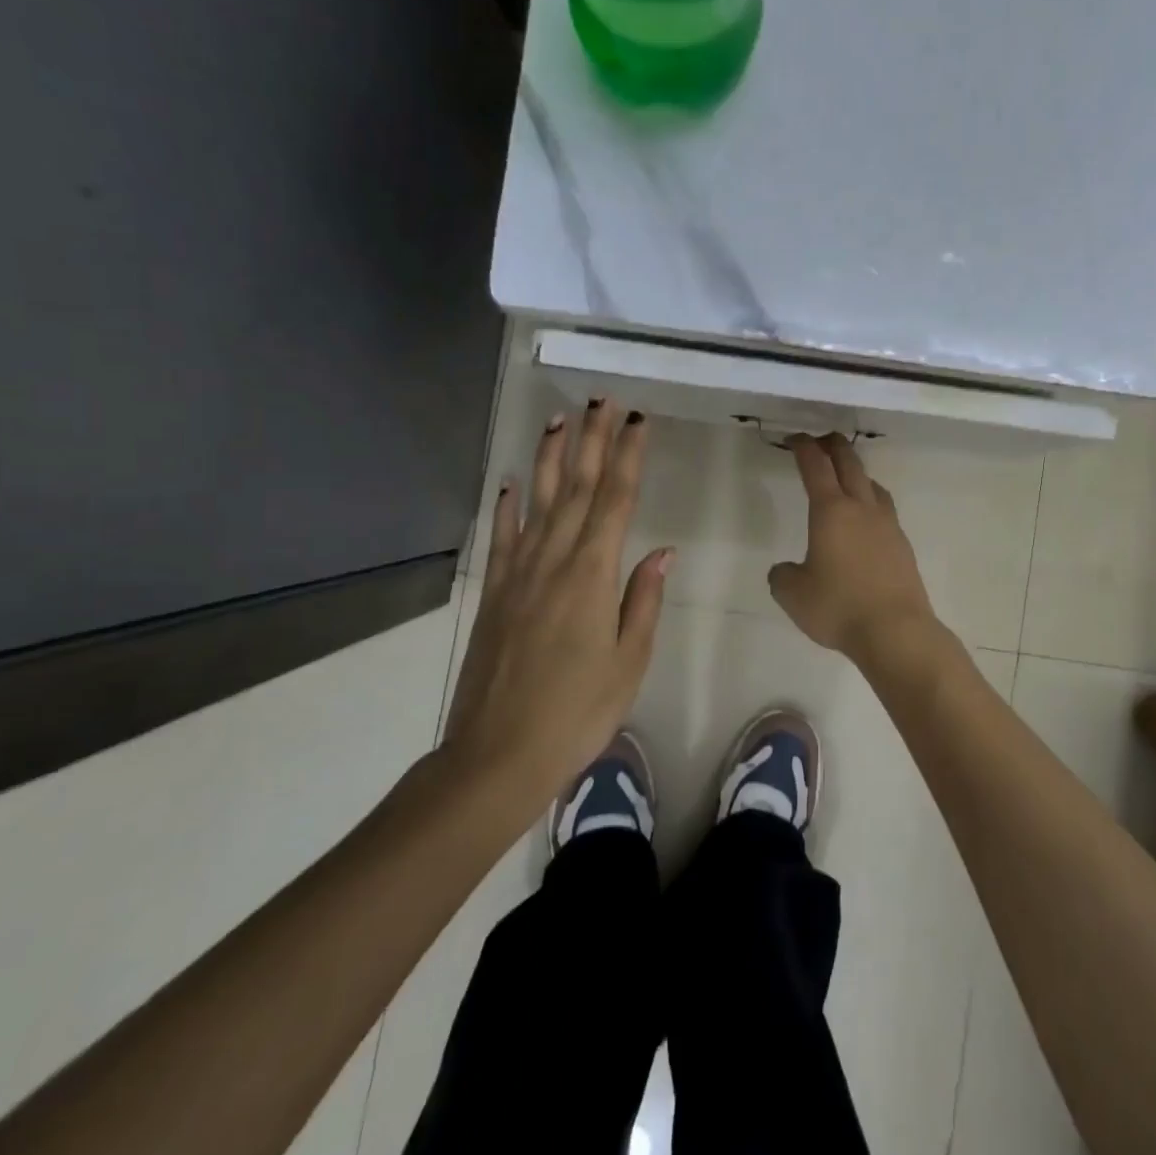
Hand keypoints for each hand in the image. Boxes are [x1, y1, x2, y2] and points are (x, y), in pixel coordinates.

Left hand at [443, 400, 672, 797]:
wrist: (498, 754)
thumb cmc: (578, 712)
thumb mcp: (628, 661)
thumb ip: (643, 600)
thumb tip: (661, 551)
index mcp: (593, 575)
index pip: (616, 501)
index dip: (628, 456)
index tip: (637, 420)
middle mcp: (553, 561)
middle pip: (577, 488)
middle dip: (592, 440)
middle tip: (601, 400)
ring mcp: (518, 574)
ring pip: (537, 501)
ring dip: (550, 457)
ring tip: (558, 418)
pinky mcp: (494, 593)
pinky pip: (502, 537)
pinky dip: (506, 505)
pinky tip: (510, 481)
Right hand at [769, 433, 940, 665]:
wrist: (895, 630)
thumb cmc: (838, 607)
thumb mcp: (792, 594)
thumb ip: (783, 575)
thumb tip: (786, 569)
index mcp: (831, 511)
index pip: (815, 466)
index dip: (803, 448)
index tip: (795, 438)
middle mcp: (862, 509)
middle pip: (850, 464)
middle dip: (834, 446)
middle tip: (822, 440)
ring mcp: (887, 525)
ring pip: (873, 485)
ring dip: (857, 472)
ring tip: (848, 477)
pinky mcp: (903, 545)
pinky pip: (885, 510)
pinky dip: (871, 502)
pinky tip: (867, 520)